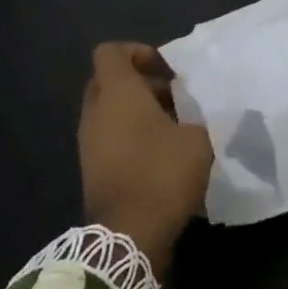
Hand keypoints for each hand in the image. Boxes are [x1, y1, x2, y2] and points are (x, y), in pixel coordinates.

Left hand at [78, 43, 211, 273]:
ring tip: (173, 127)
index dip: (138, 52)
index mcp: (118, 93)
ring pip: (109, 111)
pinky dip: (131, 136)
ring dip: (137, 112)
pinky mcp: (91, 168)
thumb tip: (196, 114)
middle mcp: (96, 112)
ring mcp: (89, 142)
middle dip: (140, 83)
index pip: (110, 52)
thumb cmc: (162, 174)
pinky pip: (109, 137)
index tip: (166, 70)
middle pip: (108, 81)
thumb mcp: (198, 139)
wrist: (128, 236)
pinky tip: (161, 153)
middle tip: (173, 96)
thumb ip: (198, 116)